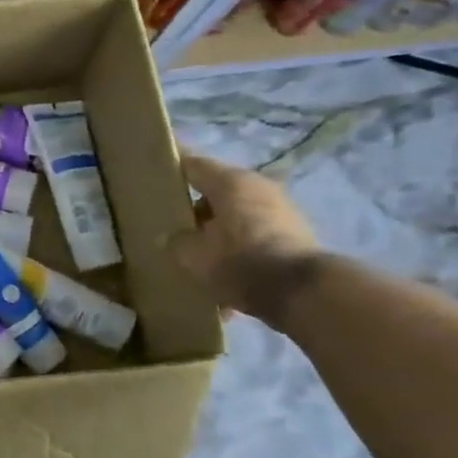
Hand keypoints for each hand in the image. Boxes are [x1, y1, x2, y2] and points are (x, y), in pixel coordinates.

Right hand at [168, 152, 322, 327]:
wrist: (303, 293)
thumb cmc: (240, 261)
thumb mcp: (193, 255)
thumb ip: (176, 242)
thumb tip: (171, 238)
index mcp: (230, 182)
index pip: (192, 165)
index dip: (172, 170)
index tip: (155, 176)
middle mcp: (258, 187)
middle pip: (216, 194)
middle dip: (195, 212)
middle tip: (173, 230)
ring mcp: (281, 211)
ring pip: (236, 218)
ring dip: (218, 235)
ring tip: (200, 262)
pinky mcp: (295, 236)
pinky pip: (255, 238)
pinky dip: (239, 253)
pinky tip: (227, 282)